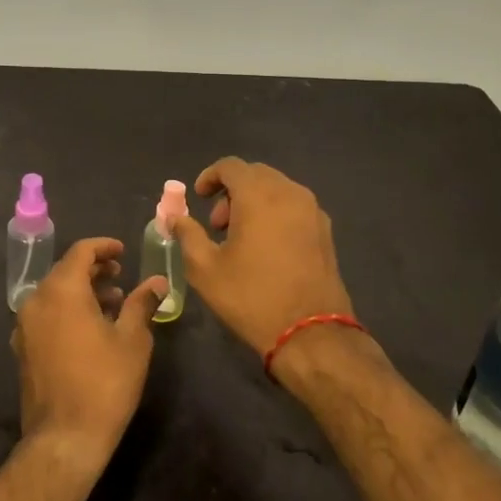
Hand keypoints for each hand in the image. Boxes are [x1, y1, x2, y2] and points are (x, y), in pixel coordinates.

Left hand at [12, 237, 165, 475]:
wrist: (65, 438)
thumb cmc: (104, 383)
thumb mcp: (132, 340)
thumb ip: (142, 303)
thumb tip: (157, 281)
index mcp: (62, 290)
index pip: (81, 251)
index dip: (103, 247)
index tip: (123, 252)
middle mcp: (36, 300)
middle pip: (65, 271)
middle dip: (93, 269)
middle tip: (121, 276)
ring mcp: (25, 326)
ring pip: (55, 294)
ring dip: (82, 291)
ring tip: (113, 304)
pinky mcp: (23, 348)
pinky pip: (46, 315)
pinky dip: (67, 310)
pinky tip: (91, 329)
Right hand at [169, 157, 354, 355]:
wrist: (311, 333)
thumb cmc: (251, 297)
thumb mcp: (205, 269)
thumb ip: (187, 234)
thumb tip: (175, 218)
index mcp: (259, 195)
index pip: (231, 166)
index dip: (210, 176)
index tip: (198, 198)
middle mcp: (289, 193)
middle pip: (255, 174)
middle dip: (232, 191)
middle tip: (217, 223)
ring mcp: (313, 211)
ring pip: (277, 189)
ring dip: (254, 202)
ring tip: (240, 238)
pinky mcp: (326, 231)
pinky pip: (294, 207)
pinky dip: (275, 213)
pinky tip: (266, 247)